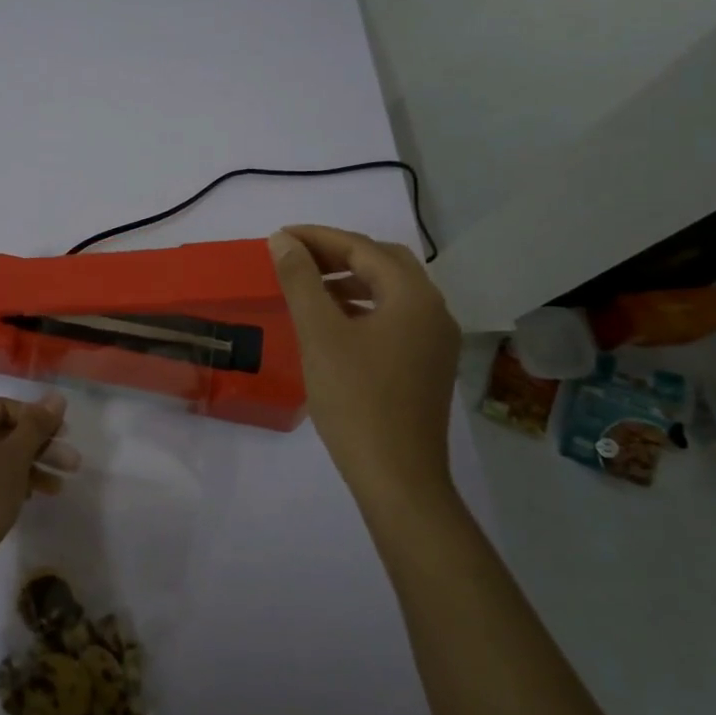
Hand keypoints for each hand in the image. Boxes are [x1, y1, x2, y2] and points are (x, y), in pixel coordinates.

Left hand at [0, 393, 77, 573]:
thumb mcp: (15, 456)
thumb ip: (37, 425)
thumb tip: (57, 397)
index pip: (6, 407)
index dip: (38, 419)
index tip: (63, 435)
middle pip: (2, 434)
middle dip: (40, 448)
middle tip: (71, 464)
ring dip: (29, 468)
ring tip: (58, 488)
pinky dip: (8, 482)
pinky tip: (31, 498)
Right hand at [268, 225, 460, 501]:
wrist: (397, 477)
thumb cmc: (356, 399)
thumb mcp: (319, 334)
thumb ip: (301, 280)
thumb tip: (283, 241)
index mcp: (413, 297)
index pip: (363, 248)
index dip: (318, 238)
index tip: (280, 237)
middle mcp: (433, 311)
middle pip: (384, 263)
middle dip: (338, 254)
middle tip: (296, 257)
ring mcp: (435, 341)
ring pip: (390, 291)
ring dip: (351, 280)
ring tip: (310, 286)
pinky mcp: (428, 366)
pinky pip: (394, 318)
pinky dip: (363, 307)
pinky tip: (335, 323)